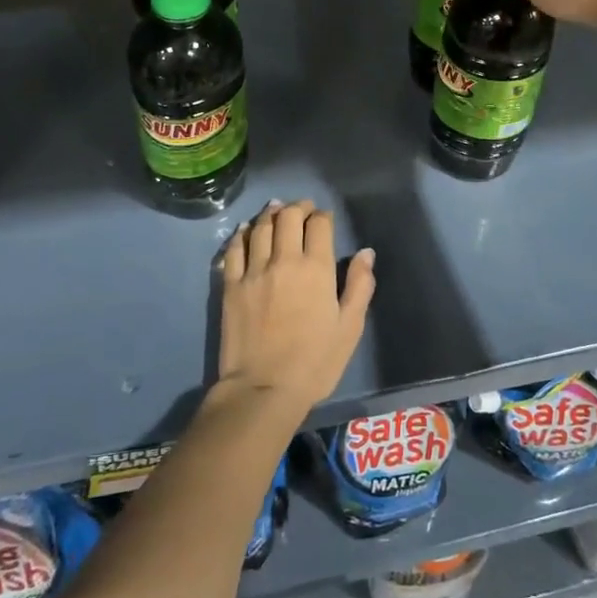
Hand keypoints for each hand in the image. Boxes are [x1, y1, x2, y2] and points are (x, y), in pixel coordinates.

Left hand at [216, 200, 374, 416]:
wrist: (263, 389)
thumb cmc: (315, 362)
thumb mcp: (349, 327)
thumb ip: (360, 285)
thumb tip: (366, 253)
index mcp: (316, 268)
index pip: (319, 224)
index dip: (323, 216)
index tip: (325, 219)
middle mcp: (284, 260)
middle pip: (288, 217)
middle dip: (297, 208)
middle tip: (302, 209)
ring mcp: (254, 271)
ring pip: (260, 227)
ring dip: (270, 213)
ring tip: (276, 208)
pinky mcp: (230, 286)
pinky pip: (234, 249)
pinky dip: (241, 234)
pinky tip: (245, 230)